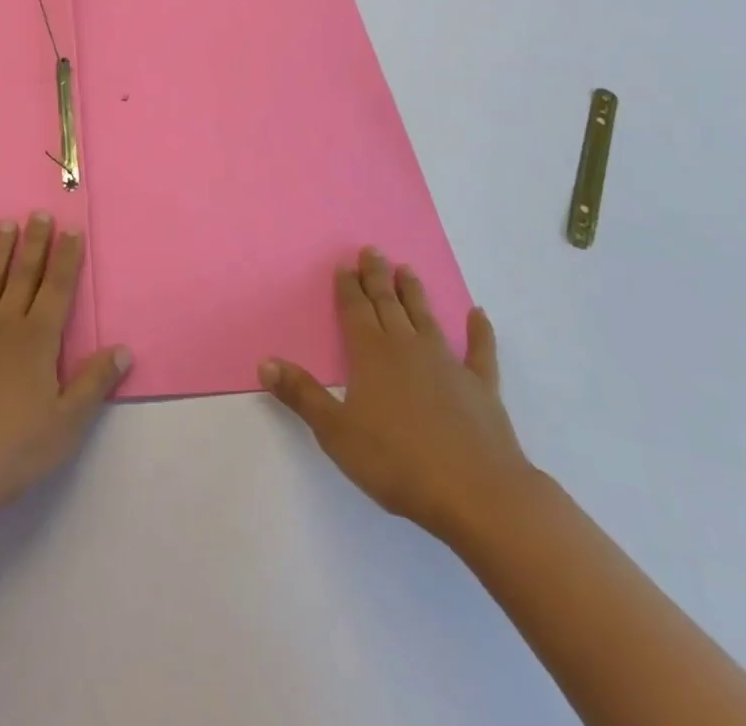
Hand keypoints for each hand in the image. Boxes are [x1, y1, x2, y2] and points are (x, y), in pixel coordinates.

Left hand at [0, 213, 130, 522]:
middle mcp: (3, 324)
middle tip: (39, 214)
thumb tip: (123, 349)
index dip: (67, 258)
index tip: (71, 229)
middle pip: (23, 276)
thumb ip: (94, 383)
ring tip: (5, 224)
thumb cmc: (11, 449)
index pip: (58, 289)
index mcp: (37, 340)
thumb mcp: (66, 424)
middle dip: (35, 243)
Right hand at [261, 246, 534, 545]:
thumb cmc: (398, 463)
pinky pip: (480, 351)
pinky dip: (480, 331)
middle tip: (372, 250)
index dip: (348, 286)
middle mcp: (407, 347)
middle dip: (377, 277)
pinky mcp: (481, 386)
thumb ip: (302, 395)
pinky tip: (479, 314)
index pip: (355, 310)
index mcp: (371, 354)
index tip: (345, 264)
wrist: (477, 494)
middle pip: (388, 304)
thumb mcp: (336, 432)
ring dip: (414, 293)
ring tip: (406, 269)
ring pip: (426, 317)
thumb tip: (265, 362)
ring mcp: (447, 363)